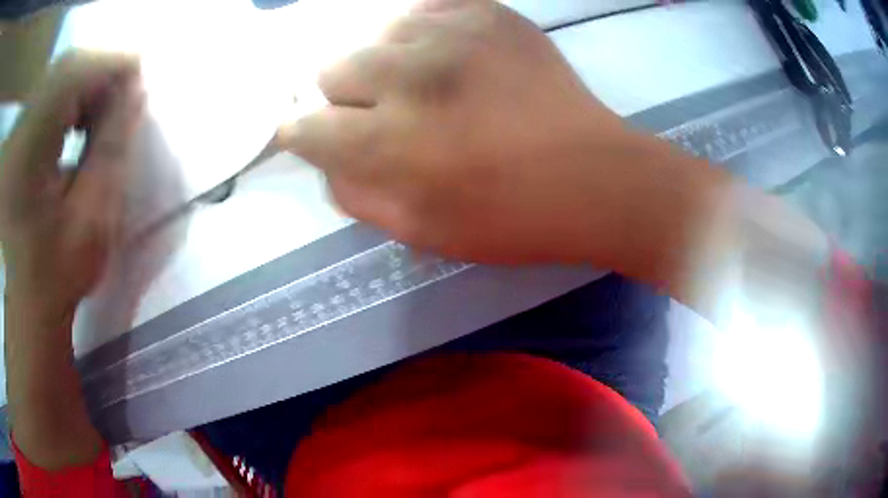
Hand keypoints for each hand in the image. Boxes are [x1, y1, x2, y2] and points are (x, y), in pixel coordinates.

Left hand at [0, 51, 142, 317]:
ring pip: (51, 80)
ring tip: (91, 123)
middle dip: (96, 78)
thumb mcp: (90, 222)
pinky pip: (39, 100)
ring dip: (78, 90)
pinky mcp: (11, 143)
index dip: (113, 65)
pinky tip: (68, 129)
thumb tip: (135, 93)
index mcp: (26, 151)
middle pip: (62, 70)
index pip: (75, 72)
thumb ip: (111, 149)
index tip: (138, 83)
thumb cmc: (52, 280)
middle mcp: (15, 132)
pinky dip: (59, 103)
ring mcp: (12, 137)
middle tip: (116, 108)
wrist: (20, 313)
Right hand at [277, 0, 717, 268]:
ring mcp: (452, 33)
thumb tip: (326, 161)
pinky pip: (423, 11)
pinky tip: (451, 60)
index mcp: (390, 143)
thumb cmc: (511, 217)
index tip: (315, 136)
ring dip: (387, 64)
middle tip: (385, 115)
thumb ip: (356, 196)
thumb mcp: (421, 232)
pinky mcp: (486, 13)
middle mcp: (411, 75)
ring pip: (376, 35)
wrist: (594, 176)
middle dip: (346, 98)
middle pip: (333, 69)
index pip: (307, 127)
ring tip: (425, 86)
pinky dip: (424, 37)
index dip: (304, 134)